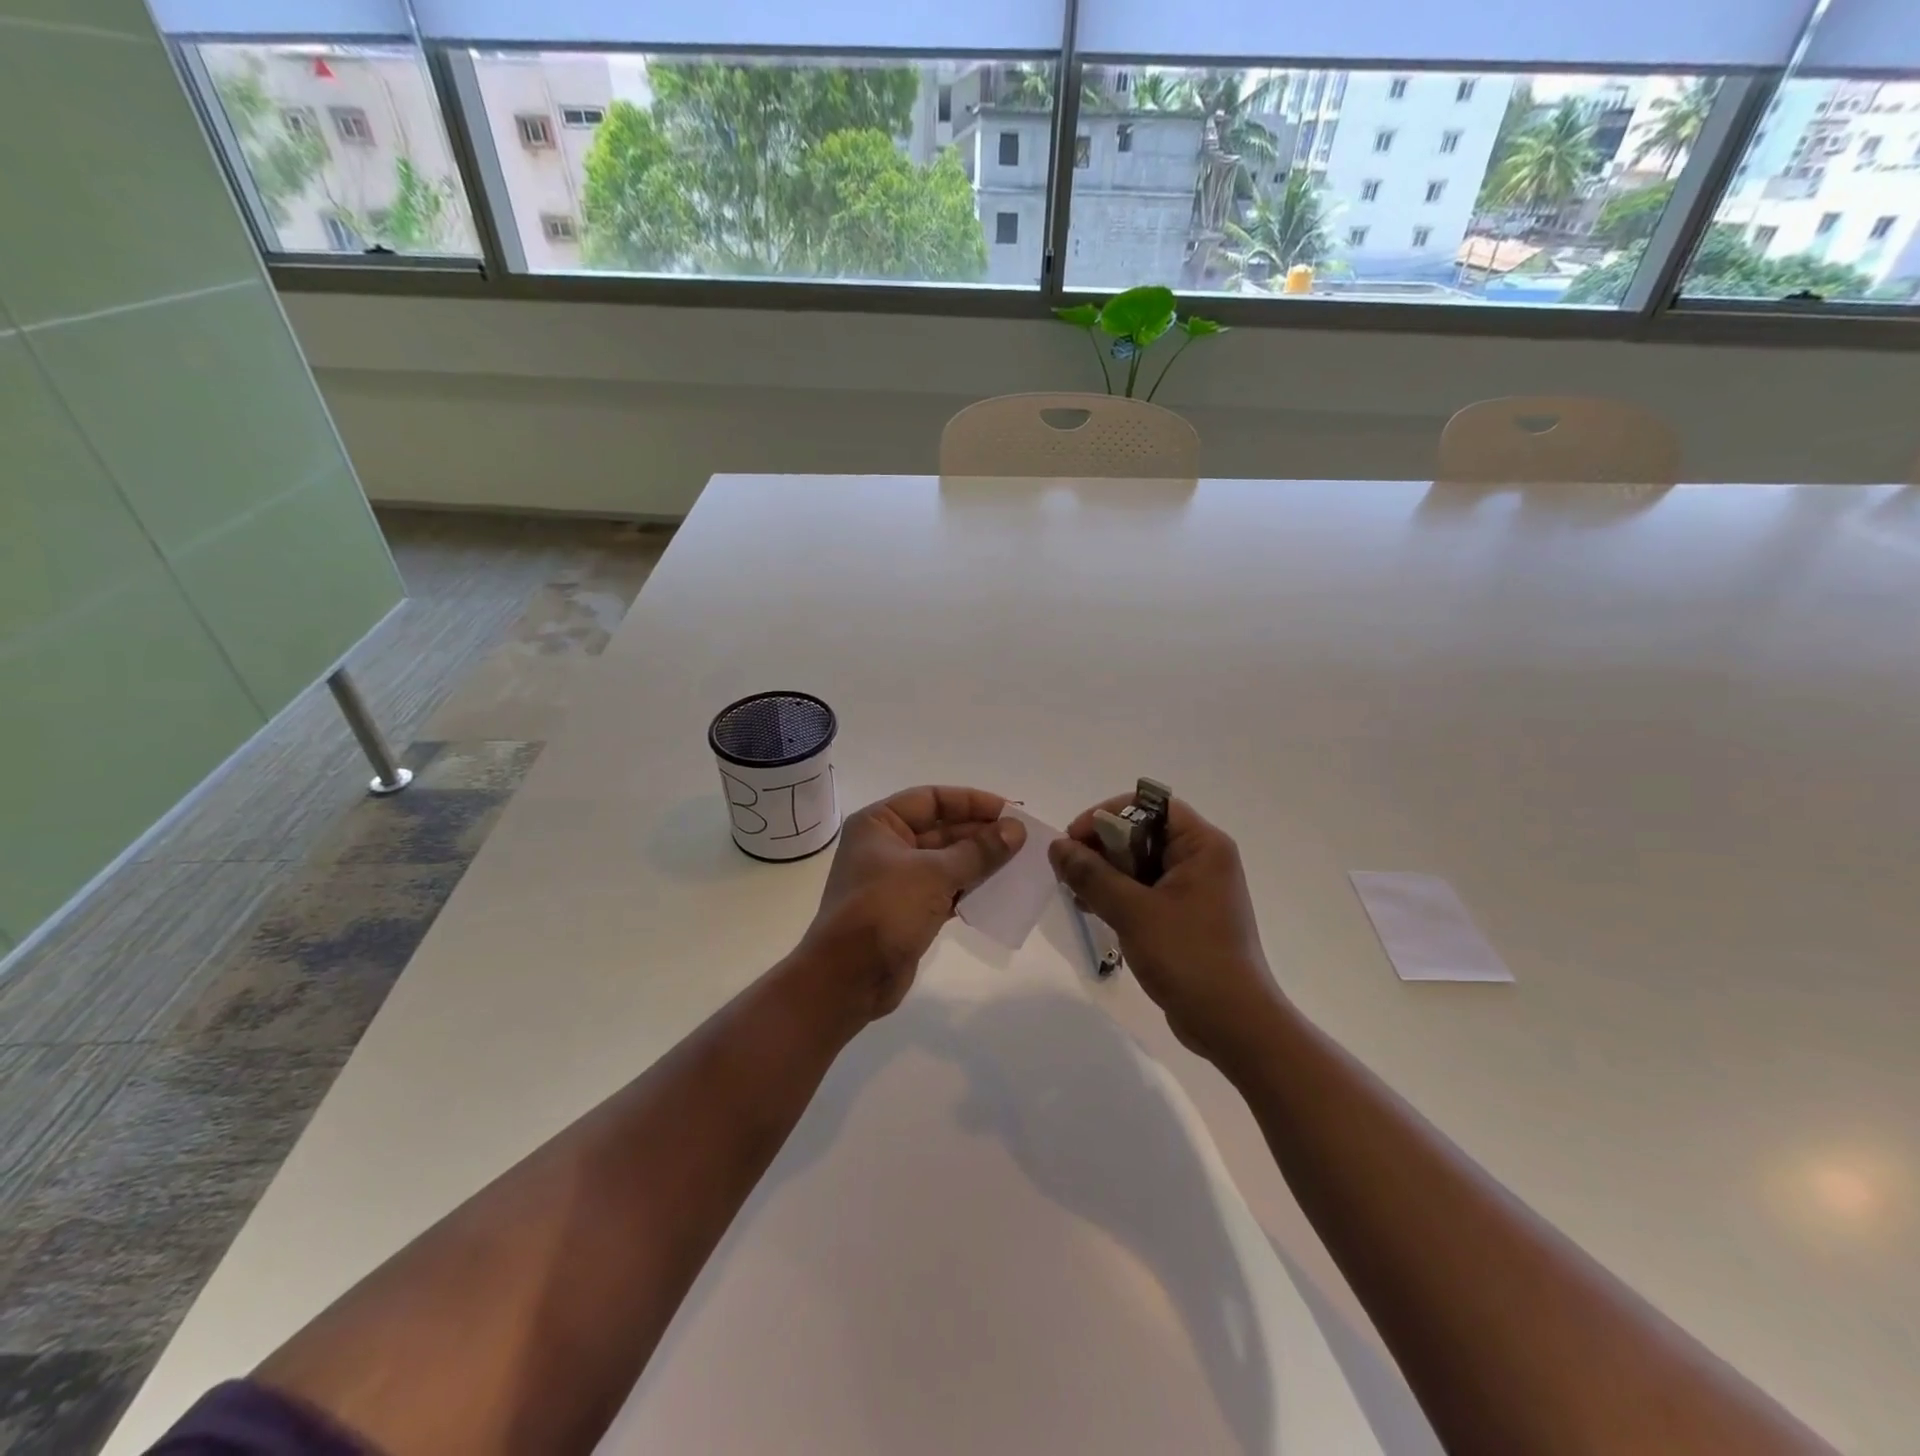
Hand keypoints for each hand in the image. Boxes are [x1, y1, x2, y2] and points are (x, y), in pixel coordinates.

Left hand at [804, 785, 1024, 1020]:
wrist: (848, 978)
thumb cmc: (884, 910)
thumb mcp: (934, 874)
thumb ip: (978, 851)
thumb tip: (1016, 829)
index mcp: (879, 823)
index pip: (932, 799)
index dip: (972, 802)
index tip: (1011, 811)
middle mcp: (886, 845)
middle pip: (941, 829)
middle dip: (981, 833)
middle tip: (1023, 840)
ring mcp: (896, 880)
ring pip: (946, 861)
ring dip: (980, 862)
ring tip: (1019, 863)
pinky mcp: (908, 910)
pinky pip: (945, 890)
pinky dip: (969, 889)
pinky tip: (1000, 891)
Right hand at [1050, 795, 1280, 1065]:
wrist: (1233, 1024)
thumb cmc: (1188, 956)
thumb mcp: (1133, 911)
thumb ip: (1092, 875)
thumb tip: (1058, 846)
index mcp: (1202, 845)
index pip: (1150, 805)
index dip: (1108, 814)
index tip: (1075, 838)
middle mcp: (1202, 859)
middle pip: (1143, 833)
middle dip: (1102, 846)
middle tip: (1069, 870)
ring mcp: (1196, 890)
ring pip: (1140, 863)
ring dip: (1106, 872)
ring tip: (1076, 893)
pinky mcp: (1187, 917)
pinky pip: (1146, 891)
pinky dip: (1119, 895)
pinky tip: (1092, 910)